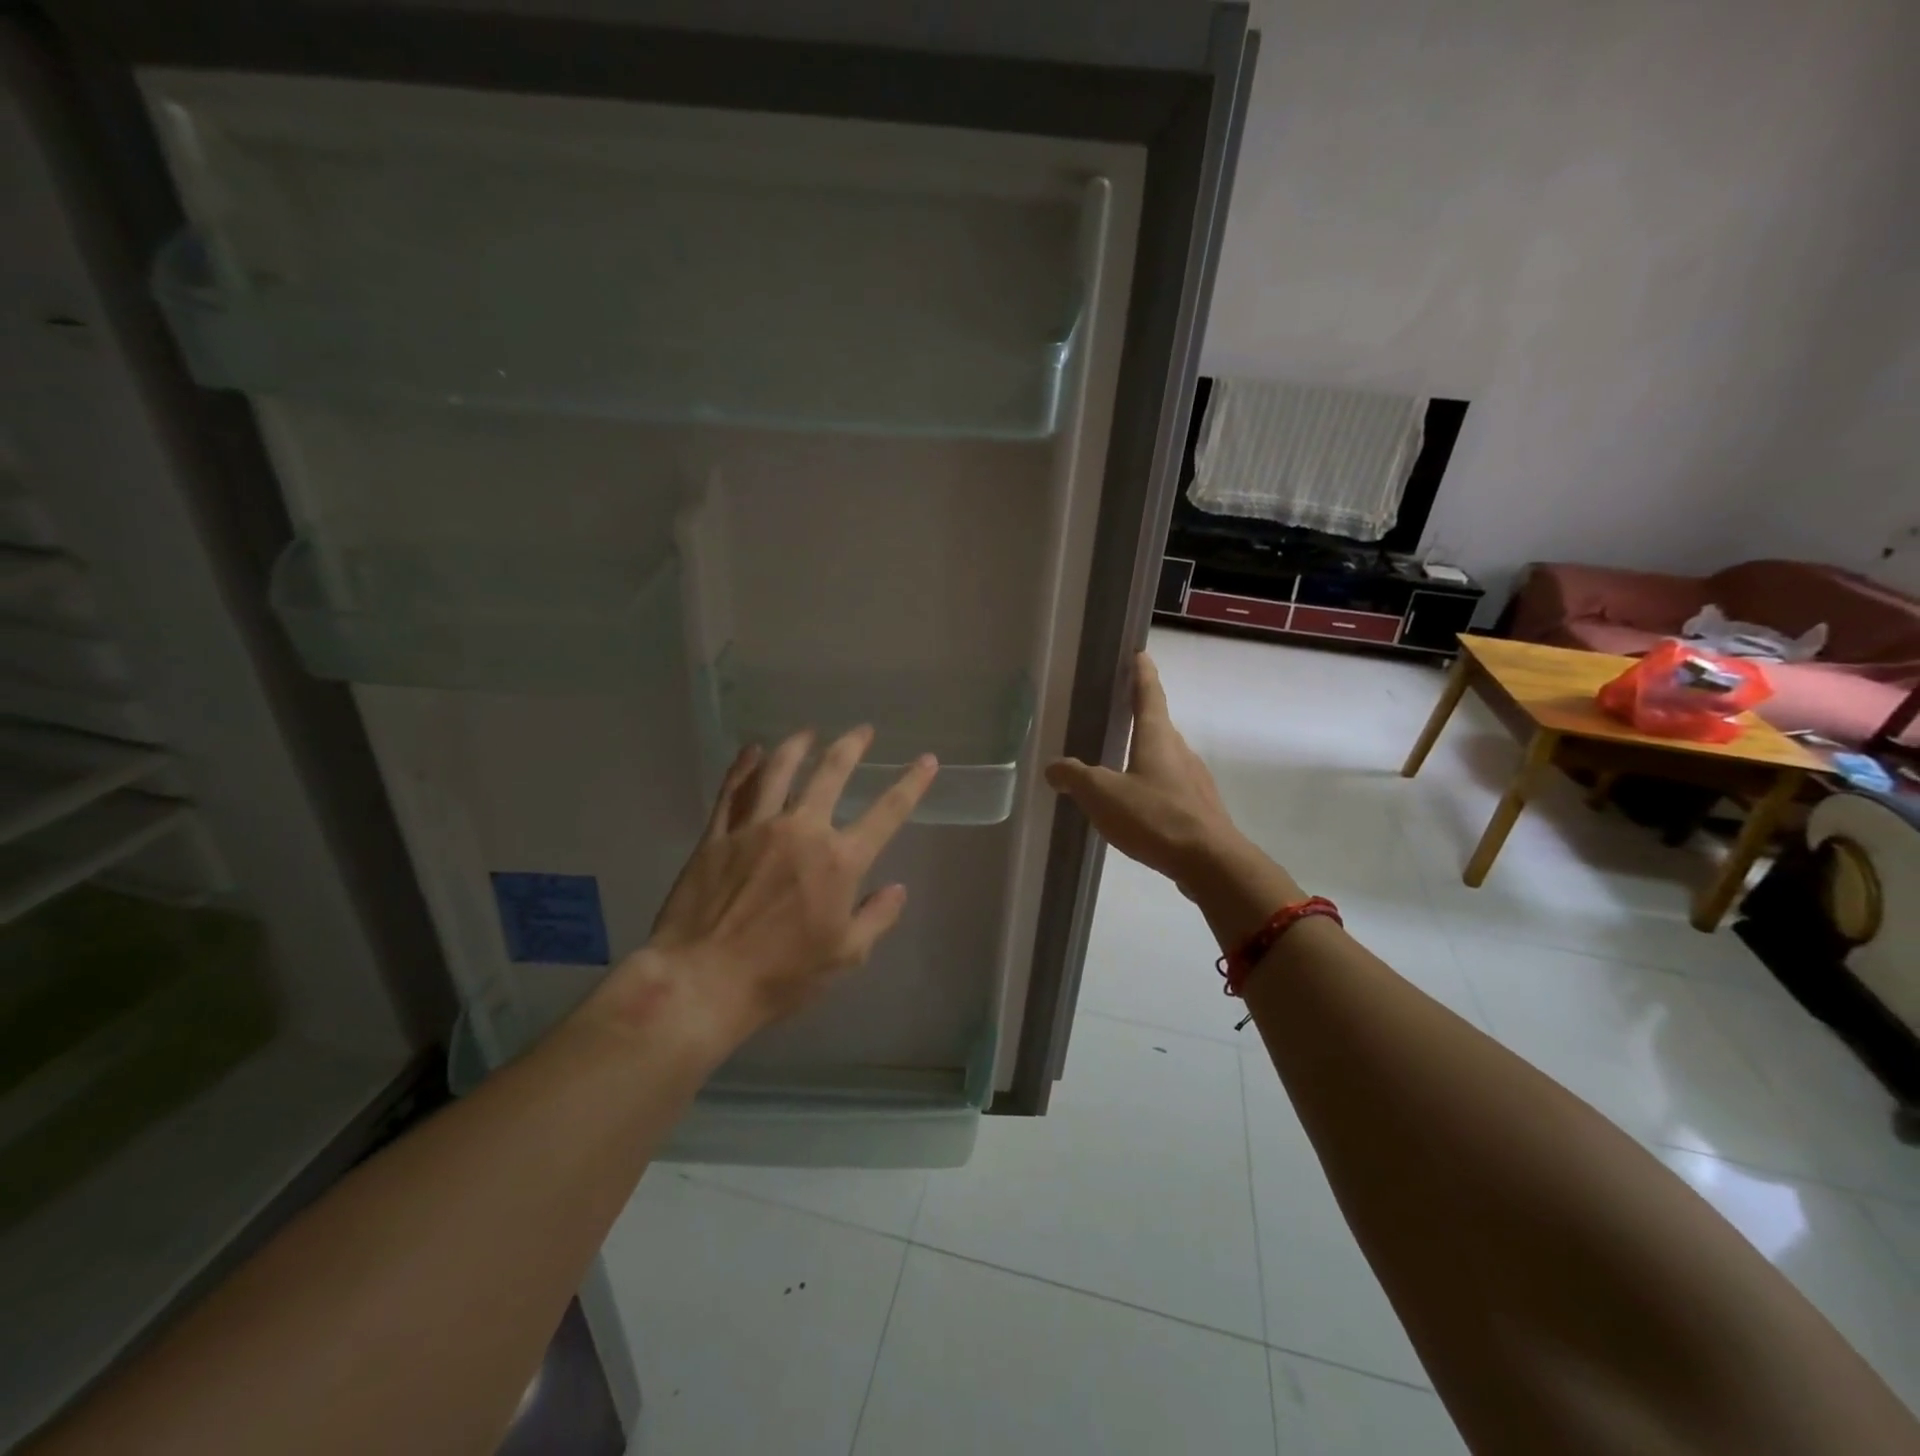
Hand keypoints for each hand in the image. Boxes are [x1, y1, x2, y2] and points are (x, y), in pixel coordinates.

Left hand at [593, 727, 936, 1051]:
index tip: (927, 760)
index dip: (912, 783)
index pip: (887, 812)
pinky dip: (744, 767)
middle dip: (851, 746)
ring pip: (778, 770)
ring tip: (807, 732)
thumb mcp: (845, 956)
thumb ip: (877, 917)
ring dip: (797, 745)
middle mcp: (801, 830)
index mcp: (840, 861)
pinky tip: (751, 752)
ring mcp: (755, 828)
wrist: (703, 981)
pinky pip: (732, 791)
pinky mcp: (717, 835)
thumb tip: (896, 889)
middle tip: (862, 730)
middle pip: (831, 773)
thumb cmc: (781, 975)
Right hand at [1045, 652, 1243, 887]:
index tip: (1139, 654)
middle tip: (1117, 709)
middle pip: (1158, 725)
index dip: (1142, 674)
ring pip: (1165, 757)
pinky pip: (1170, 785)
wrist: (1211, 863)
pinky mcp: (1198, 808)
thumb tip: (1053, 767)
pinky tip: (1137, 804)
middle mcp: (1179, 751)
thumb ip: (1075, 777)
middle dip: (1140, 714)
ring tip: (1119, 761)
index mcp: (1157, 737)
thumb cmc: (1155, 817)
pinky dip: (1152, 784)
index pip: (1149, 694)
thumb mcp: (1103, 795)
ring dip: (1145, 752)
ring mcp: (1193, 780)